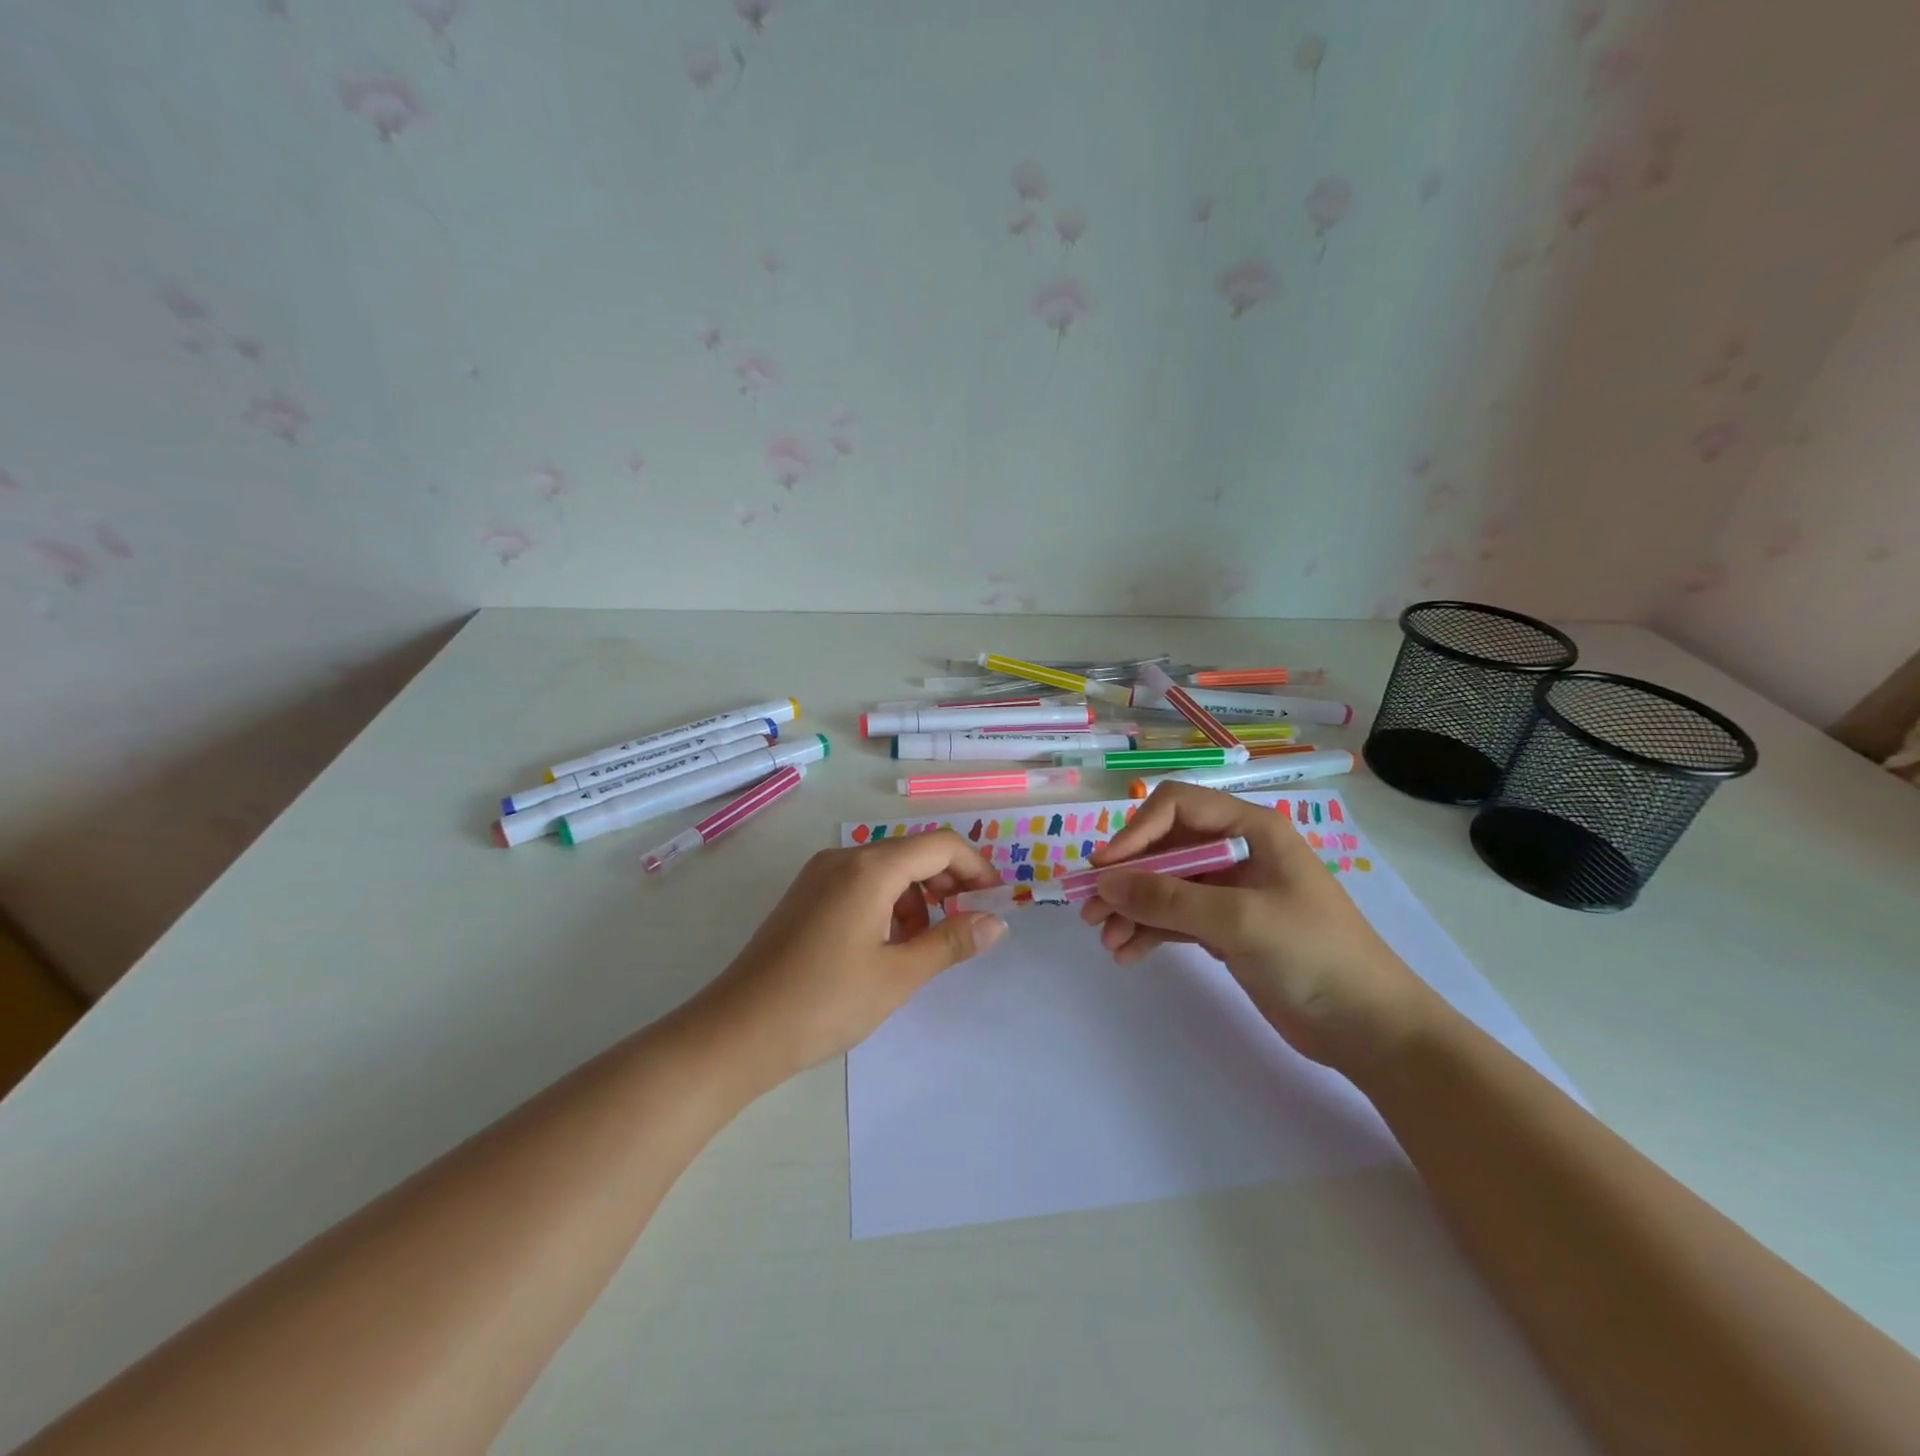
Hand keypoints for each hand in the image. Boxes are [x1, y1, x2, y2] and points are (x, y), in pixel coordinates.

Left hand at [701, 830, 1006, 1084]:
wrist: (737, 1031)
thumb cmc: (824, 1002)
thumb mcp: (898, 976)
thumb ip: (950, 942)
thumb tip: (995, 921)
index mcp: (869, 868)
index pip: (939, 845)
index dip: (975, 867)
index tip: (994, 900)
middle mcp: (843, 858)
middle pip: (911, 853)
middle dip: (946, 883)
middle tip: (963, 925)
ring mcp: (818, 875)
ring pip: (885, 869)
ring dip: (915, 898)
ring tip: (919, 947)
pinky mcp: (804, 896)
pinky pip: (859, 884)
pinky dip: (885, 904)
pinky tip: (883, 947)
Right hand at [1079, 783, 1432, 1069]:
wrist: (1370, 1028)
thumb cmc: (1314, 956)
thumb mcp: (1238, 920)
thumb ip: (1168, 898)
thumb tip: (1105, 882)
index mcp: (1251, 829)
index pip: (1177, 807)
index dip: (1136, 833)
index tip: (1105, 870)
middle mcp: (1237, 851)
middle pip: (1165, 848)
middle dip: (1127, 877)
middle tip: (1089, 909)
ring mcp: (1231, 891)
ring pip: (1165, 886)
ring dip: (1133, 908)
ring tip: (1106, 940)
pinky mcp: (1227, 927)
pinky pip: (1176, 918)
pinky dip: (1150, 931)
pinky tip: (1127, 954)